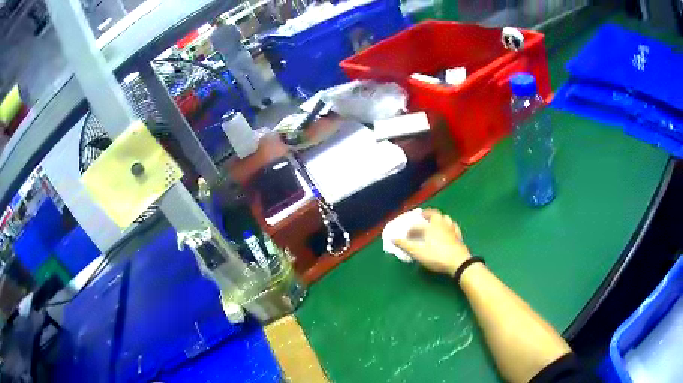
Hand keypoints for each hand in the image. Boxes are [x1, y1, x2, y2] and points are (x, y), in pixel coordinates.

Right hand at [394, 209, 470, 276]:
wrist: (458, 262)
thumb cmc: (436, 257)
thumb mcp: (418, 253)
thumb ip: (405, 245)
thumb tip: (393, 239)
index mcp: (429, 227)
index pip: (417, 226)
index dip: (411, 230)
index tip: (407, 236)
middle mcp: (440, 224)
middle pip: (434, 214)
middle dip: (427, 214)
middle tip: (423, 215)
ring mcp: (451, 229)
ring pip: (445, 218)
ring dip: (439, 217)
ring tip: (435, 221)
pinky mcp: (459, 235)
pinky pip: (453, 226)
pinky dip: (449, 225)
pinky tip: (449, 228)